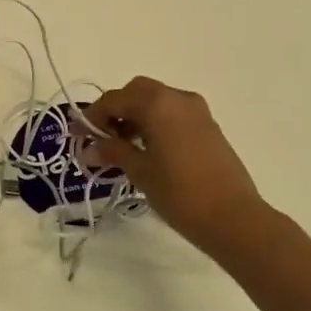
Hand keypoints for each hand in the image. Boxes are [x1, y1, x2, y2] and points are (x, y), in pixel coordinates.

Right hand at [79, 77, 270, 255]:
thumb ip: (113, 152)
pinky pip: (173, 113)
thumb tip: (89, 148)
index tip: (77, 136)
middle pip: (136, 92)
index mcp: (157, 103)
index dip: (92, 117)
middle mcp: (177, 97)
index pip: (114, 99)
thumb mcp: (140, 172)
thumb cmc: (180, 193)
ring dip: (136, 116)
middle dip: (116, 110)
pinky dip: (155, 122)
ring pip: (156, 101)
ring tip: (122, 148)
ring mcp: (197, 110)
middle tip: (101, 138)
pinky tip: (148, 150)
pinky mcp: (208, 125)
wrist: (233, 217)